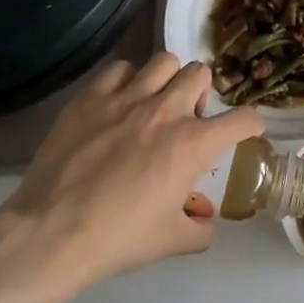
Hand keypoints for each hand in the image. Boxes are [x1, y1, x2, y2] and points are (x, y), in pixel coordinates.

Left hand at [0, 54, 262, 302]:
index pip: (243, 119)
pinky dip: (126, 80)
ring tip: (154, 101)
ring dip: (167, 79)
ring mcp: (127, 99)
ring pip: (164, 61)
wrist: (52, 233)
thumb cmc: (119, 238)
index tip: (245, 130)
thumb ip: (198, 229)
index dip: (250, 124)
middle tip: (186, 117)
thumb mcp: (171, 241)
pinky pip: (119, 68)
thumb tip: (204, 223)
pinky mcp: (90, 98)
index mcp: (194, 143)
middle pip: (201, 73)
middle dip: (201, 93)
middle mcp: (167, 110)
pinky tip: (118, 102)